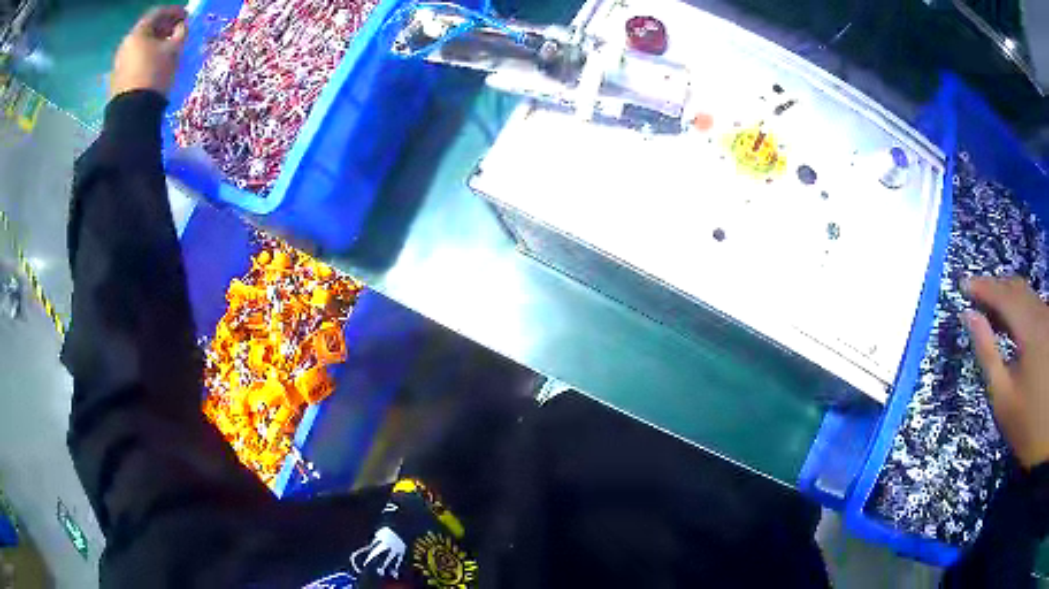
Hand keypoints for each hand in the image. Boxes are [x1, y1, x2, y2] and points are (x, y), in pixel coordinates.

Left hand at [110, 6, 187, 97]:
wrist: (132, 114)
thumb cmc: (155, 74)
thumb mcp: (174, 50)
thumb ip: (180, 33)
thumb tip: (181, 26)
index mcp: (138, 33)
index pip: (158, 13)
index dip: (174, 11)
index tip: (186, 16)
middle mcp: (126, 45)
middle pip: (147, 29)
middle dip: (164, 27)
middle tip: (177, 31)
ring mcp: (119, 63)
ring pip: (140, 45)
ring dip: (155, 43)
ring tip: (167, 48)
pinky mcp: (118, 79)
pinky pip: (135, 60)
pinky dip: (146, 56)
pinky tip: (155, 62)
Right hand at [965, 276, 1048, 468]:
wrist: (1046, 430)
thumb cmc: (1028, 423)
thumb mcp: (1004, 398)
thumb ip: (988, 354)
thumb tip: (970, 317)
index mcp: (1028, 326)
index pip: (1002, 294)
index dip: (982, 287)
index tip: (962, 284)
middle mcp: (1039, 312)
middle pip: (1016, 288)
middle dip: (995, 288)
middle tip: (976, 296)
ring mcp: (1047, 318)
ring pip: (1026, 295)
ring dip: (1008, 297)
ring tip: (993, 310)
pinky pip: (1033, 306)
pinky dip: (1020, 307)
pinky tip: (1014, 323)